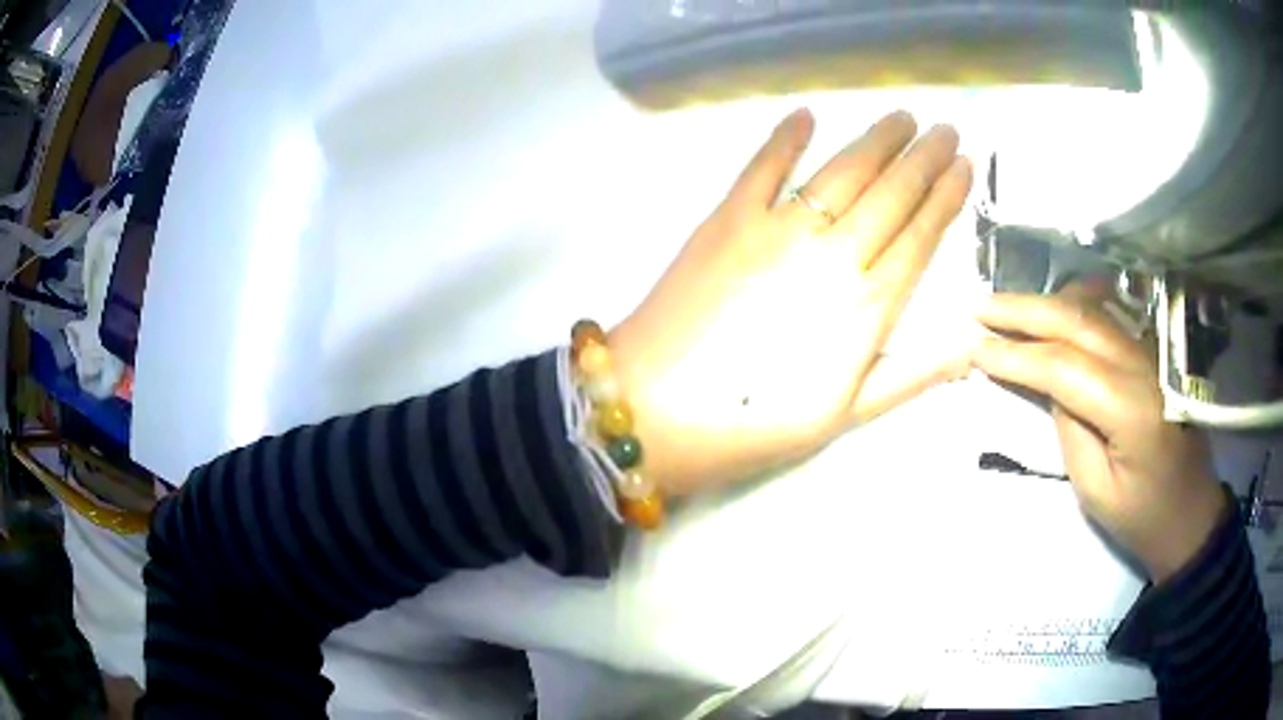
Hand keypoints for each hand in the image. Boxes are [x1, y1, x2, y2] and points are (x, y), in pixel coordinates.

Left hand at [609, 108, 972, 496]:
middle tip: (945, 129)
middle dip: (925, 157)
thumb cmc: (752, 425)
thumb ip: (909, 377)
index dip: (947, 197)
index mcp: (866, 306)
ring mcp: (777, 228)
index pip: (921, 235)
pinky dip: (785, 137)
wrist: (654, 410)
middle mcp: (832, 254)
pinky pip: (762, 167)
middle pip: (892, 193)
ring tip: (902, 118)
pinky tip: (806, 114)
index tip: (965, 165)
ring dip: (877, 140)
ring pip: (842, 171)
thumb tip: (970, 347)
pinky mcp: (726, 218)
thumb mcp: (842, 418)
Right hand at [972, 289, 1227, 581]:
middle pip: (1077, 321)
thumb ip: (1071, 429)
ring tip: (1008, 310)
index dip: (1017, 356)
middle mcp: (1142, 366)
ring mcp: (1150, 354)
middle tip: (981, 310)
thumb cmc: (1142, 516)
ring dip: (1046, 304)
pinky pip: (1108, 317)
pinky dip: (1074, 307)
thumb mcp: (1096, 491)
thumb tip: (1048, 385)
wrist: (1191, 512)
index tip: (976, 350)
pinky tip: (1055, 308)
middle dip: (1024, 311)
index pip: (1063, 366)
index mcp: (1130, 409)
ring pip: (1092, 310)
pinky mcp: (1152, 354)